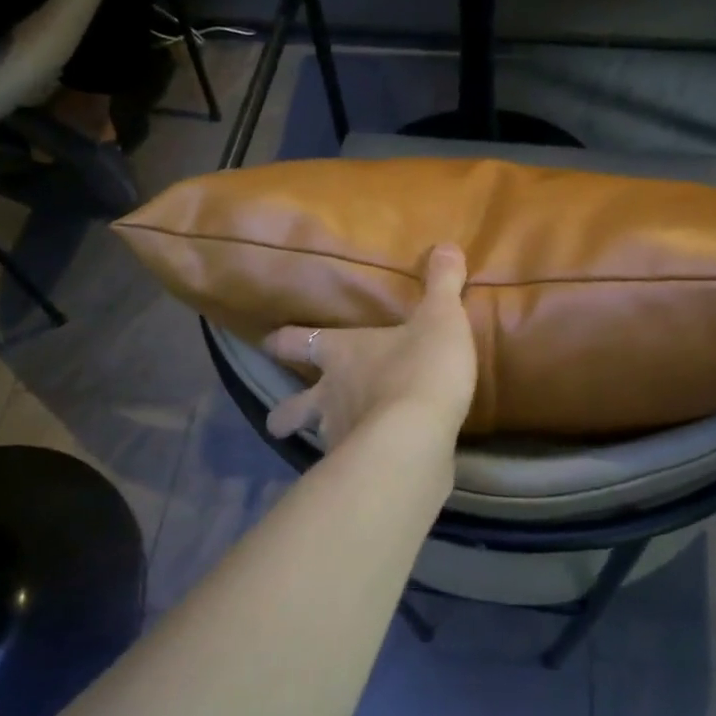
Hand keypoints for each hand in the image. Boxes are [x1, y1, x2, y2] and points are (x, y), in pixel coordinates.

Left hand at [263, 245, 477, 448]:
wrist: (415, 436)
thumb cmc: (419, 368)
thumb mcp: (441, 318)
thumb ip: (442, 285)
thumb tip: (447, 245)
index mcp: (340, 353)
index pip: (298, 341)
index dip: (284, 341)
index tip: (269, 343)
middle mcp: (329, 395)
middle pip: (291, 408)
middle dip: (284, 413)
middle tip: (281, 418)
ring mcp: (339, 436)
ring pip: (317, 438)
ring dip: (323, 438)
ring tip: (336, 443)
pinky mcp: (360, 470)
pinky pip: (351, 465)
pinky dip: (358, 463)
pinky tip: (375, 462)